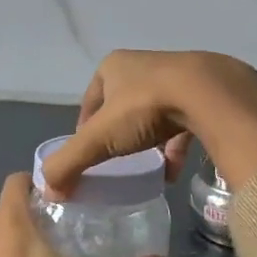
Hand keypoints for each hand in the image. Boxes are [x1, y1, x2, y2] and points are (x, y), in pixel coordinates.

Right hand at [41, 50, 256, 195]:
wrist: (209, 94)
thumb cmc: (145, 108)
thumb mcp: (99, 138)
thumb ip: (69, 163)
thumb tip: (47, 191)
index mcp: (113, 66)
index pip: (91, 101)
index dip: (86, 130)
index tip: (88, 155)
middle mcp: (144, 65)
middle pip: (122, 107)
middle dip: (119, 135)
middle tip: (116, 164)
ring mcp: (177, 76)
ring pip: (154, 113)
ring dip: (148, 141)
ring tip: (145, 169)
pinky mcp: (205, 92)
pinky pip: (184, 122)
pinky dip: (175, 146)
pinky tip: (173, 171)